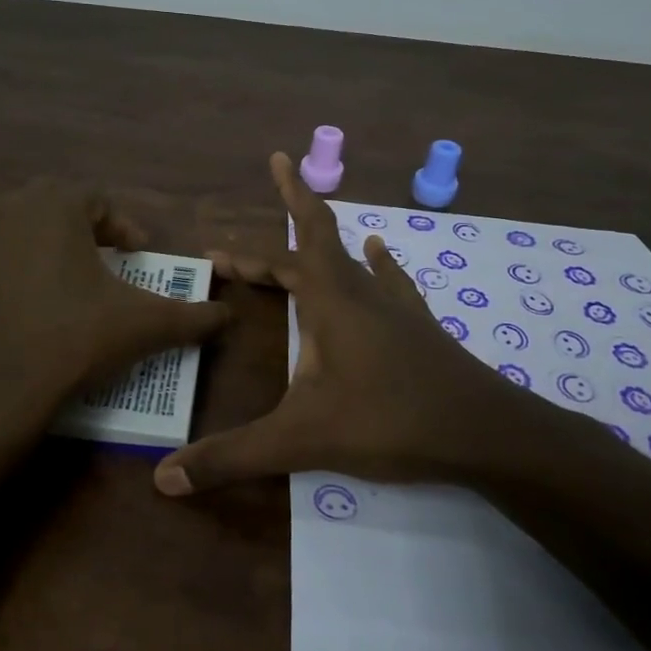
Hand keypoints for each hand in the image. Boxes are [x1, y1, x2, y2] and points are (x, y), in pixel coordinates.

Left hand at [0, 179, 230, 420]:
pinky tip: (7, 301)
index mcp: (55, 205)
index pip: (98, 200)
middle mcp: (5, 206)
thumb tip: (228, 316)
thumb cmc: (74, 340)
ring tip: (49, 275)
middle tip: (97, 264)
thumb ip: (193, 316)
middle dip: (78, 229)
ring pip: (5, 222)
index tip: (136, 255)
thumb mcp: (144, 325)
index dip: (122, 226)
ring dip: (30, 239)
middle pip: (51, 206)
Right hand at [155, 153, 601, 495]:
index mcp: (330, 302)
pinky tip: (382, 253)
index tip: (213, 252)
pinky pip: (390, 282)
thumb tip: (164, 478)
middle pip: (319, 237)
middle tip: (276, 172)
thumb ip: (233, 456)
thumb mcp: (301, 440)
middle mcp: (361, 292)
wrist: (486, 434)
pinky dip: (377, 264)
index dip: (245, 254)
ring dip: (327, 236)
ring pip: (354, 256)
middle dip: (293, 205)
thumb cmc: (390, 422)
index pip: (280, 260)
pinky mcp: (420, 327)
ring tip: (313, 214)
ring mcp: (395, 307)